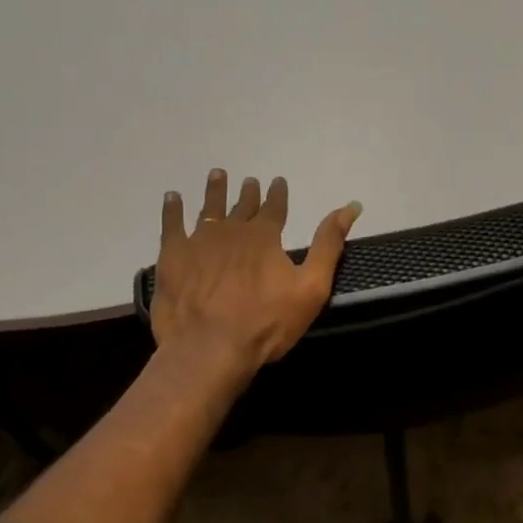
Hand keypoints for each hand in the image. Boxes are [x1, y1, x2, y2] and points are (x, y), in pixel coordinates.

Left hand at [152, 168, 361, 376]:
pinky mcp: (173, 256)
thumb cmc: (266, 322)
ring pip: (209, 208)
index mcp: (265, 237)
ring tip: (217, 175)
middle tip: (249, 181)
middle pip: (242, 205)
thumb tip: (350, 206)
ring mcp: (199, 241)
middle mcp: (232, 230)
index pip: (274, 207)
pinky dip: (172, 209)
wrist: (209, 347)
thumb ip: (328, 245)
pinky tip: (172, 198)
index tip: (277, 181)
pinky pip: (171, 224)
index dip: (277, 193)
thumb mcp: (311, 287)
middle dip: (248, 192)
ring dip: (214, 191)